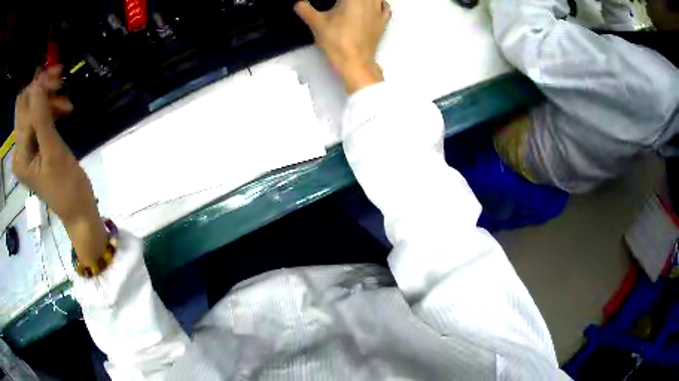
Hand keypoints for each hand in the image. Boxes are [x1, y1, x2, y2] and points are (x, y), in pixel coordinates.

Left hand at [13, 67, 106, 266]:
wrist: (77, 209)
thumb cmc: (66, 187)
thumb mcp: (53, 153)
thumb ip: (41, 119)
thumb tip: (37, 84)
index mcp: (19, 154)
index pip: (22, 108)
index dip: (37, 88)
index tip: (58, 79)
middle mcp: (19, 149)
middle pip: (25, 105)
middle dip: (41, 90)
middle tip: (61, 84)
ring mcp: (26, 148)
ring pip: (31, 108)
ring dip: (47, 99)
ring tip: (66, 103)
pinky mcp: (34, 146)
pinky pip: (37, 117)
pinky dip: (49, 108)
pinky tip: (62, 110)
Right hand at [295, 0, 390, 93]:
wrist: (355, 62)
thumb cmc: (336, 41)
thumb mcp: (316, 24)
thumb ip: (305, 9)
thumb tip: (298, 3)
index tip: (328, 3)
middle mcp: (369, 1)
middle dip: (344, 0)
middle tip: (336, 5)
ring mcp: (378, 11)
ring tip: (350, 5)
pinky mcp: (383, 21)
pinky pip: (384, 6)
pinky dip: (378, 2)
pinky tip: (371, 4)